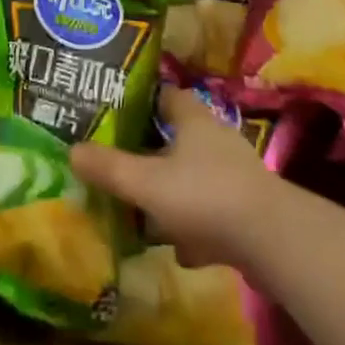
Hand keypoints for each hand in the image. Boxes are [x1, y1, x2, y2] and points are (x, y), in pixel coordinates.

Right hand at [71, 87, 282, 270]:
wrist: (272, 240)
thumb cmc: (204, 196)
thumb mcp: (147, 183)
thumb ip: (109, 168)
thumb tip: (71, 150)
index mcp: (192, 119)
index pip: (164, 95)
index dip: (140, 101)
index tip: (114, 113)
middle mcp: (215, 138)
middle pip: (178, 136)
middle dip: (152, 152)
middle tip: (122, 164)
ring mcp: (235, 174)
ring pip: (195, 176)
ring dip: (173, 192)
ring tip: (144, 211)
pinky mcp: (247, 209)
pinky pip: (212, 211)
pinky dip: (196, 226)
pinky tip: (181, 250)